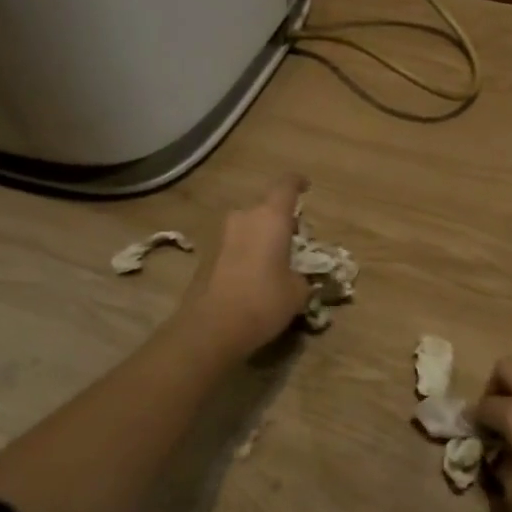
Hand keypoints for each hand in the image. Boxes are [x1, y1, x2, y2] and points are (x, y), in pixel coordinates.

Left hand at [181, 176, 312, 356]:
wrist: (211, 328)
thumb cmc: (264, 302)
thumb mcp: (297, 292)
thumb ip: (301, 275)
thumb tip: (295, 275)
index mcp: (270, 218)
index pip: (286, 186)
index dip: (297, 183)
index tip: (305, 186)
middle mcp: (244, 218)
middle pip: (265, 208)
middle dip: (280, 220)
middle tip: (294, 240)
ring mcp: (221, 236)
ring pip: (248, 227)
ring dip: (261, 237)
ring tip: (274, 261)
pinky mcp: (207, 256)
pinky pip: (235, 246)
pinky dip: (246, 254)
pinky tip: (254, 277)